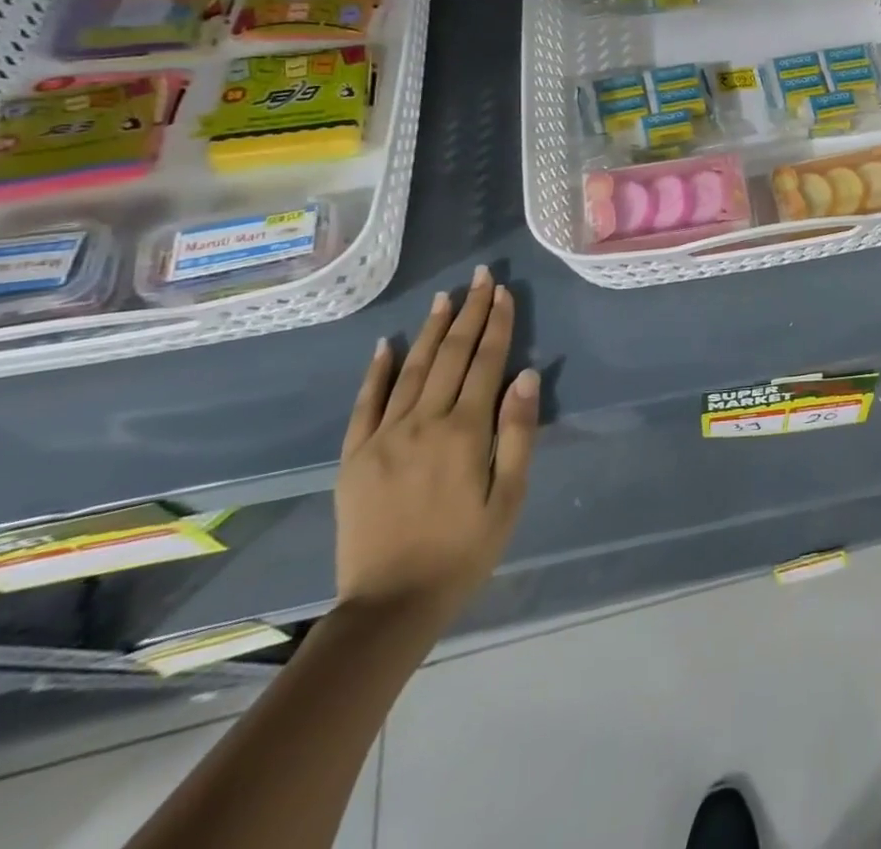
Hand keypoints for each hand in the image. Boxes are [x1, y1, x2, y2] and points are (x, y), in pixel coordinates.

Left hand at [335, 267, 538, 631]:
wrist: (390, 605)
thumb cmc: (465, 550)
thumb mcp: (509, 497)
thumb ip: (519, 433)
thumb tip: (526, 376)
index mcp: (466, 432)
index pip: (487, 362)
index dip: (498, 323)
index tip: (504, 291)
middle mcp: (423, 422)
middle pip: (452, 355)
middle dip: (469, 312)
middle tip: (480, 276)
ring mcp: (383, 437)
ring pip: (412, 369)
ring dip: (432, 330)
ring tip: (445, 297)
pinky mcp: (354, 456)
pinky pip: (365, 403)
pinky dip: (377, 370)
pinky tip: (387, 344)